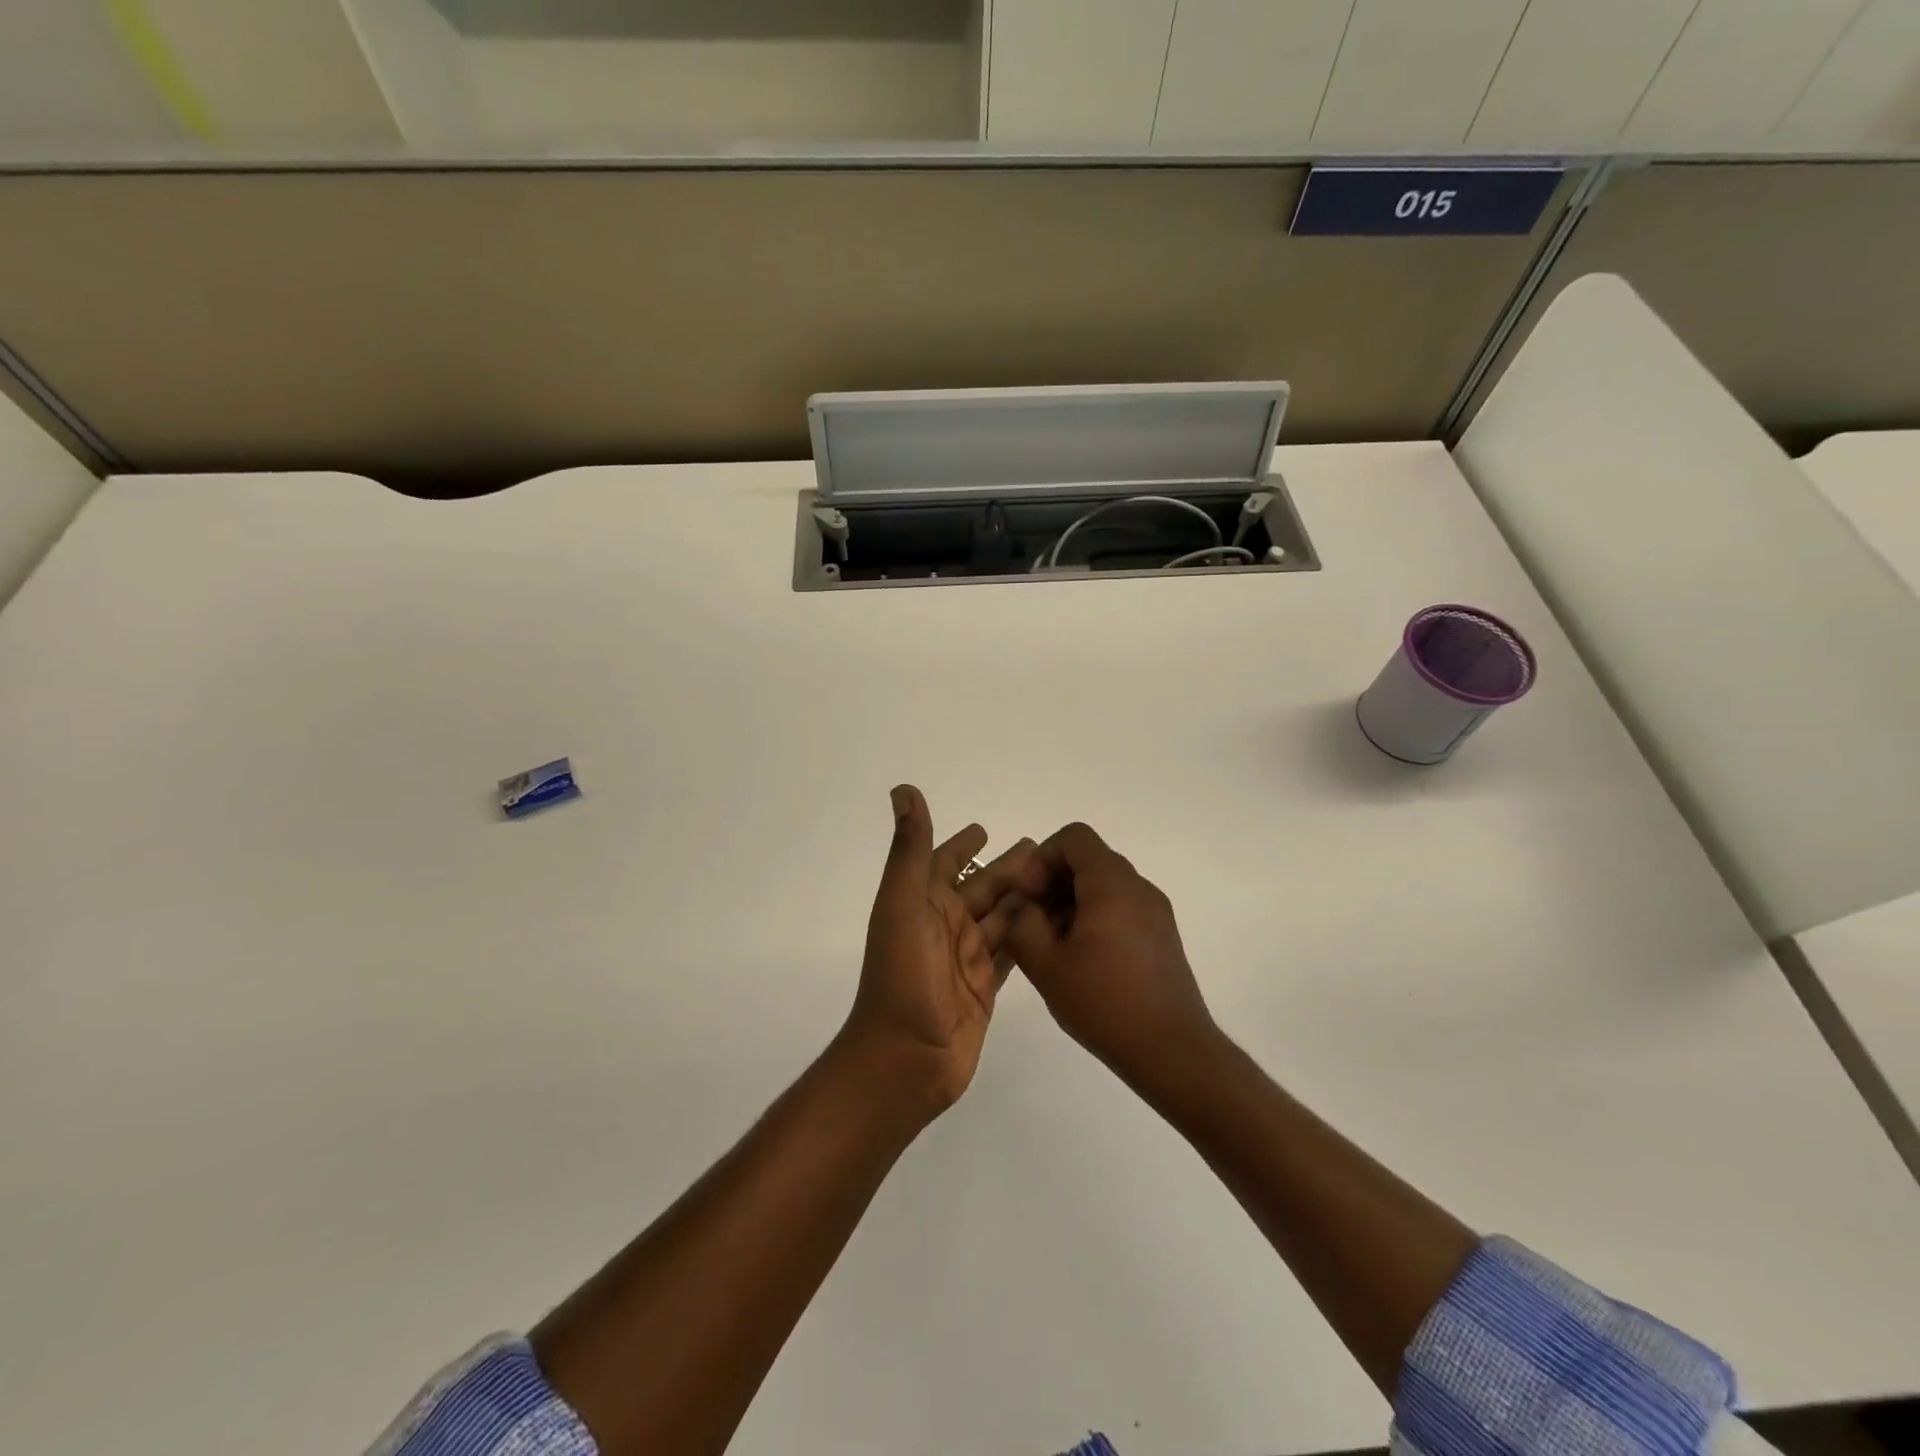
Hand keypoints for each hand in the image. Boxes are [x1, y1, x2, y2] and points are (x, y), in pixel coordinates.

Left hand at [841, 785, 1036, 1116]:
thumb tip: (903, 789)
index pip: (942, 862)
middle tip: (1044, 849)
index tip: (983, 828)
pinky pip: (1011, 951)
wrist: (906, 1058)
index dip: (960, 845)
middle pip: (981, 887)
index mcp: (920, 903)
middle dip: (1007, 867)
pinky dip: (1029, 934)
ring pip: (1001, 917)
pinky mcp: (985, 987)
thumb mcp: (902, 903)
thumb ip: (909, 849)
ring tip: (1058, 880)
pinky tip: (1053, 922)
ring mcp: (964, 958)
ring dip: (1023, 897)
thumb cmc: (902, 975)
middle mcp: (942, 926)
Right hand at [1003, 822, 1220, 1093]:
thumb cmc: (1105, 1002)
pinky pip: (1121, 906)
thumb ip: (1022, 924)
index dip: (1042, 858)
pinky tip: (1082, 960)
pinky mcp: (1162, 935)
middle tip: (1033, 922)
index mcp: (1111, 883)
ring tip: (1054, 945)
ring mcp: (1155, 911)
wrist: (1172, 1050)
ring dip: (1072, 901)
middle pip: (1089, 859)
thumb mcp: (1046, 964)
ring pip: (1104, 884)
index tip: (1029, 896)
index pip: (1074, 838)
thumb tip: (1024, 906)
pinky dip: (1094, 916)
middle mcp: (1138, 886)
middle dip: (1053, 881)